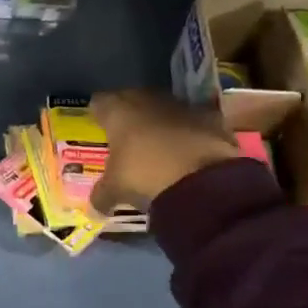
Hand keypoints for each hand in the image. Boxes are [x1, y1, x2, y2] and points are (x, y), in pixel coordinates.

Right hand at [89, 90, 240, 213]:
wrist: (202, 181)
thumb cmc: (145, 176)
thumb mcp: (115, 191)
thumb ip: (101, 195)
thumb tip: (95, 208)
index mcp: (119, 111)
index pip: (100, 102)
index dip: (98, 114)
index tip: (99, 127)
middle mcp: (148, 100)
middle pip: (133, 100)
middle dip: (130, 116)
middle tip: (126, 136)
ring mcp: (183, 106)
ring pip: (165, 108)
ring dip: (161, 122)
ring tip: (158, 145)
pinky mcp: (212, 118)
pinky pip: (194, 121)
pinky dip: (190, 132)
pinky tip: (188, 151)